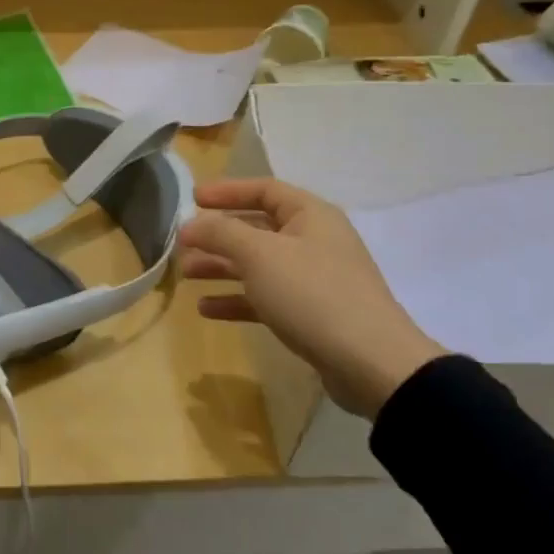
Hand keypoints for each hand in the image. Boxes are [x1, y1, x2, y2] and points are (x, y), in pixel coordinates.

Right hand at [177, 179, 444, 419]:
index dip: (227, 191)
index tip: (193, 198)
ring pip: (258, 264)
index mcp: (310, 215)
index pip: (264, 189)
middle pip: (257, 228)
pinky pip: (266, 297)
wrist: (371, 364)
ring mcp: (314, 279)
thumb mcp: (259, 255)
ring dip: (222, 267)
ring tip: (187, 274)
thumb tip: (190, 223)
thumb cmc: (312, 294)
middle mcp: (314, 241)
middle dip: (218, 235)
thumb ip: (220, 233)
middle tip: (183, 243)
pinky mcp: (311, 314)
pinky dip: (237, 299)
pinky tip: (207, 309)